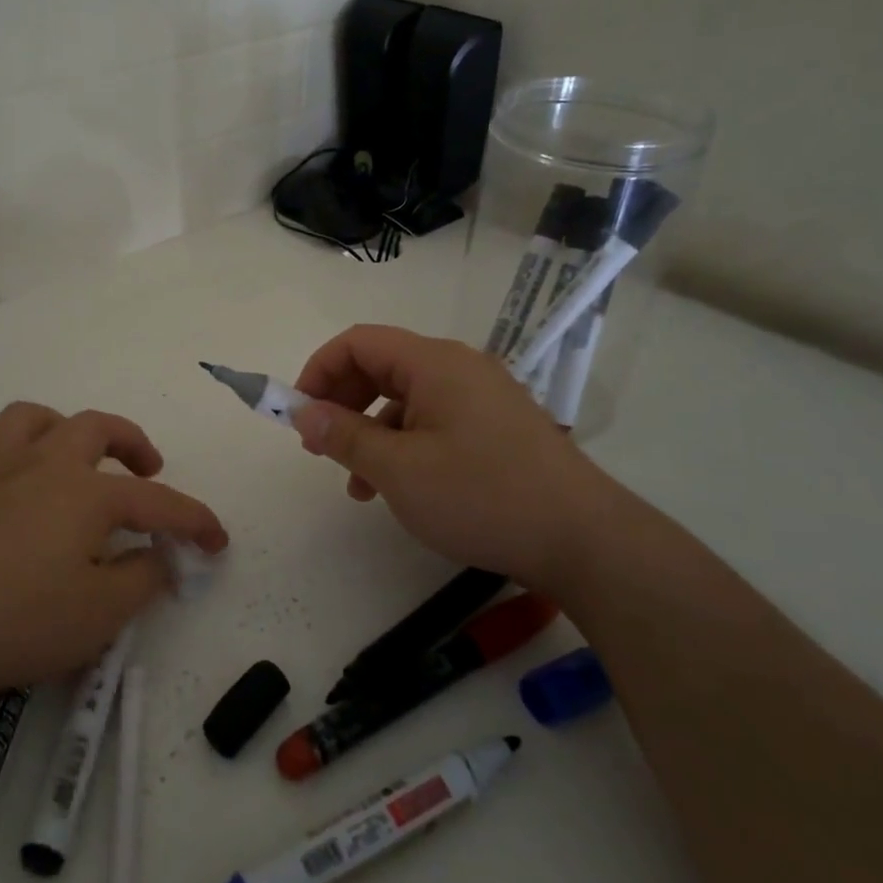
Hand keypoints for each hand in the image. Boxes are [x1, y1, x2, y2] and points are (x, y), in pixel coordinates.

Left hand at [0, 402, 226, 712]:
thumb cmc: (16, 621)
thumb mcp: (98, 616)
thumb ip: (141, 581)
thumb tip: (160, 557)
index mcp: (86, 494)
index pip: (158, 502)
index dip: (194, 520)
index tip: (218, 541)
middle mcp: (43, 467)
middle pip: (95, 428)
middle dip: (131, 442)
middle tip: (148, 469)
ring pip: (29, 420)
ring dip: (61, 428)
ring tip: (72, 457)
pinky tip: (5, 478)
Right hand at [291, 325, 624, 597]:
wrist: (584, 540)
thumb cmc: (482, 496)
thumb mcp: (399, 470)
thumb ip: (344, 436)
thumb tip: (302, 413)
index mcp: (434, 362)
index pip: (359, 342)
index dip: (319, 371)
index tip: (298, 414)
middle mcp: (459, 368)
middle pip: (381, 366)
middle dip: (342, 402)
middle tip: (320, 445)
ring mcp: (482, 397)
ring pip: (406, 399)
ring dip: (371, 432)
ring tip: (356, 484)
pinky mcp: (497, 427)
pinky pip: (435, 421)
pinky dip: (405, 445)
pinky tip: (399, 489)